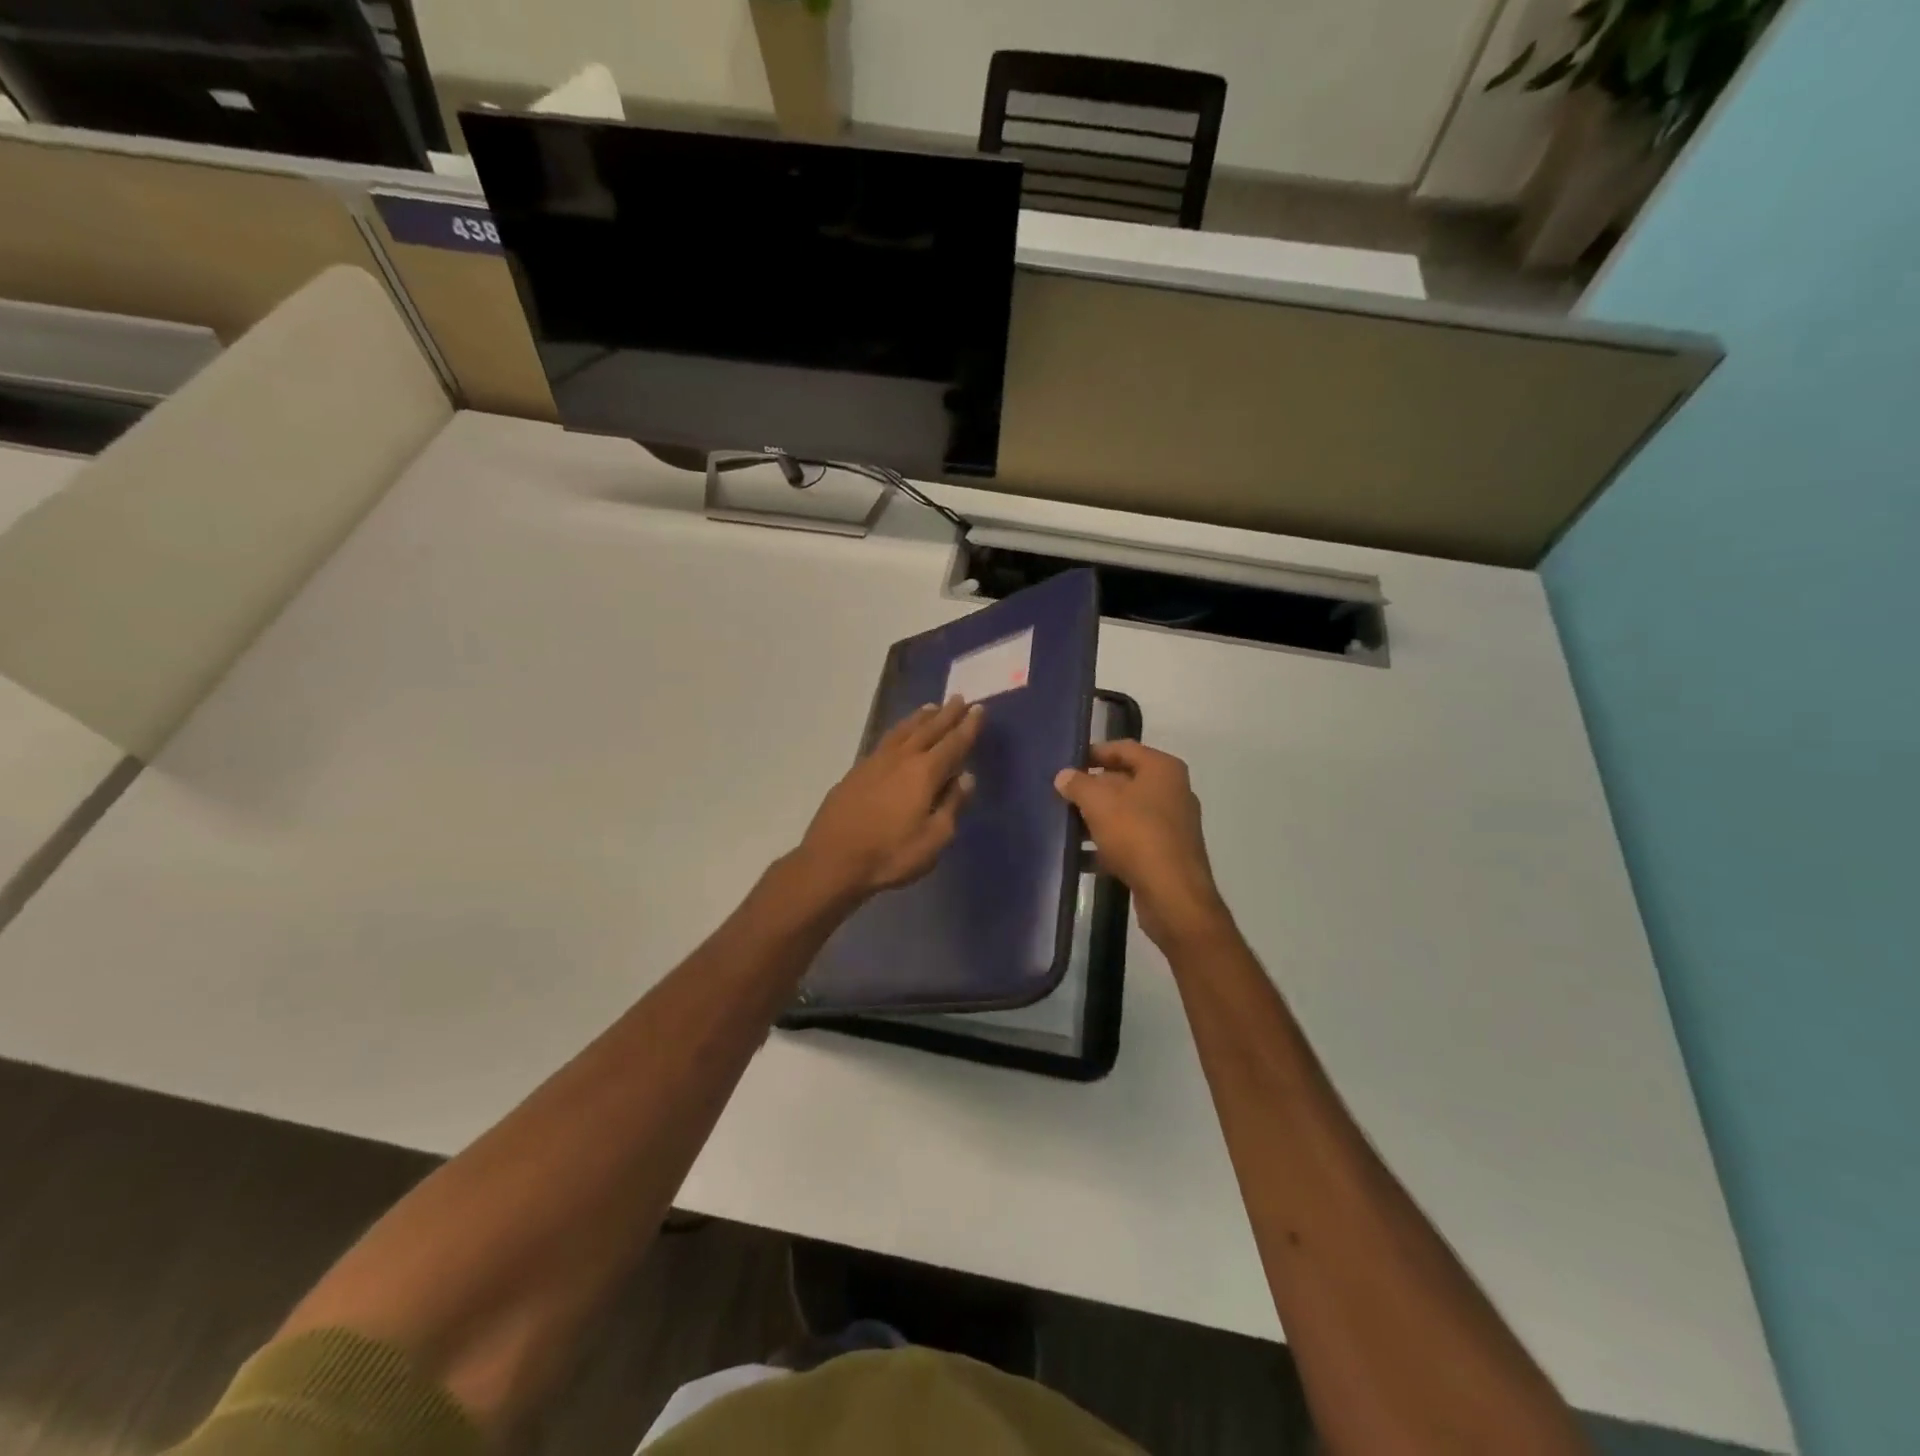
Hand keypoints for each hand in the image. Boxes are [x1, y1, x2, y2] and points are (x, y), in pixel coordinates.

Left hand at [798, 696, 982, 900]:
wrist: (832, 860)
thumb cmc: (890, 854)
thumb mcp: (933, 839)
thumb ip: (952, 805)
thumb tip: (966, 777)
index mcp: (924, 772)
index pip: (953, 743)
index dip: (968, 727)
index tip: (978, 709)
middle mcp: (901, 758)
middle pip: (928, 729)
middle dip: (946, 714)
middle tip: (958, 698)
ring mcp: (875, 762)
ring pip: (903, 731)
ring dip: (920, 718)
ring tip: (931, 707)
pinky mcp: (856, 772)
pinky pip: (886, 741)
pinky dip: (899, 731)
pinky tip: (899, 735)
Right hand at [1055, 740, 1230, 949]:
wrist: (1173, 895)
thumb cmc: (1137, 835)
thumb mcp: (1098, 803)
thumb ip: (1078, 784)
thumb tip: (1064, 776)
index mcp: (1162, 769)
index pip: (1124, 748)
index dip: (1094, 753)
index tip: (1067, 763)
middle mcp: (1173, 791)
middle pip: (1125, 781)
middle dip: (1093, 788)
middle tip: (1062, 796)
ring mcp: (1172, 824)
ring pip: (1127, 813)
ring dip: (1098, 819)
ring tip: (1067, 826)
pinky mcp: (1166, 854)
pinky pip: (1132, 840)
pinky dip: (1109, 844)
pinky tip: (1083, 857)